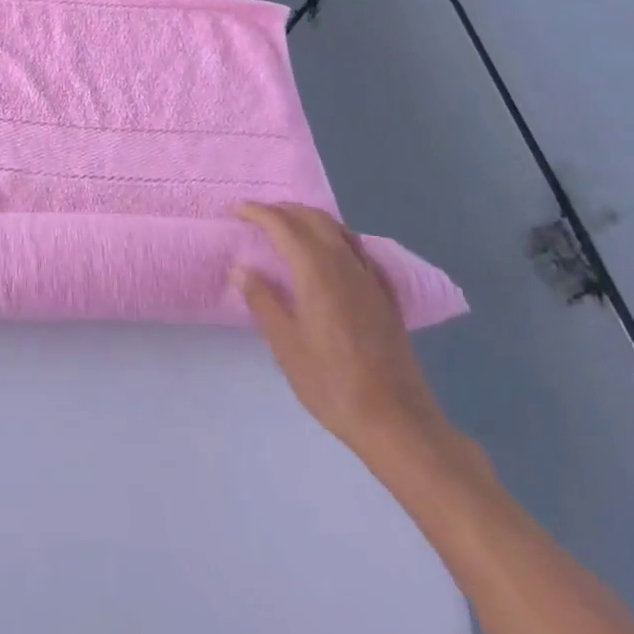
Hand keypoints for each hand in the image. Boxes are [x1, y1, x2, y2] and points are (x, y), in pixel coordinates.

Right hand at [235, 203, 453, 464]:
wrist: (398, 424)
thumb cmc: (333, 384)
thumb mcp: (286, 346)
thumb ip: (262, 301)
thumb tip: (241, 268)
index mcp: (317, 272)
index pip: (283, 225)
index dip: (257, 212)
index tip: (235, 211)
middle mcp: (345, 265)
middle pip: (314, 218)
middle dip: (284, 210)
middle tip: (258, 216)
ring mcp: (371, 280)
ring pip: (339, 230)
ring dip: (310, 220)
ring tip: (288, 229)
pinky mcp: (386, 297)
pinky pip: (358, 250)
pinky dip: (336, 239)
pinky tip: (331, 257)